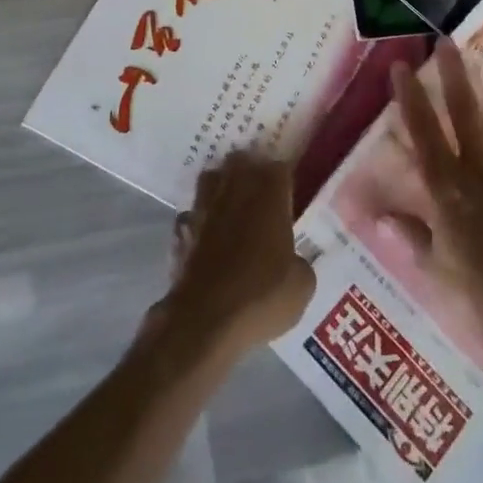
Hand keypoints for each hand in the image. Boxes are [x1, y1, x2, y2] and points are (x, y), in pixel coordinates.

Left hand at [156, 152, 315, 362]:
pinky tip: (207, 235)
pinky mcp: (181, 231)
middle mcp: (235, 191)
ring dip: (221, 186)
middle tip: (262, 192)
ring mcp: (204, 208)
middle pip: (241, 162)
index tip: (290, 191)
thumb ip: (300, 263)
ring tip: (232, 205)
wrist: (204, 321)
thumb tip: (293, 261)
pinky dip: (200, 219)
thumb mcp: (301, 286)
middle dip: (251, 170)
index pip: (279, 168)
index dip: (285, 177)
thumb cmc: (261, 296)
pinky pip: (192, 213)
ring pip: (211, 179)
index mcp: (269, 195)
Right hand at [383, 45, 482, 349]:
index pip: (423, 132)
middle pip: (465, 112)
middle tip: (447, 42)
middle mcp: (481, 173)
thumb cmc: (476, 295)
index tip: (403, 65)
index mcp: (448, 189)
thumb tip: (380, 217)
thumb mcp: (435, 267)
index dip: (410, 97)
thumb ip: (411, 235)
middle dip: (454, 73)